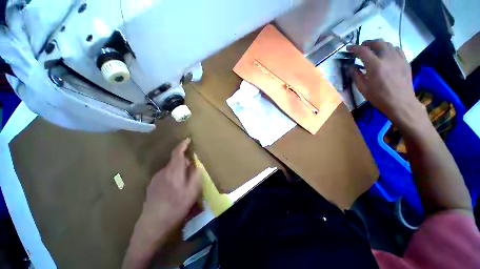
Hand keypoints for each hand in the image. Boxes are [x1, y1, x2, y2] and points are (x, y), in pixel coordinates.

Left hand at [141, 138, 200, 231]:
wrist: (153, 223)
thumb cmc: (176, 205)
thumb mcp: (192, 190)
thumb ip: (195, 174)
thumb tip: (195, 164)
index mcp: (174, 170)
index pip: (177, 152)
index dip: (183, 144)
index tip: (188, 139)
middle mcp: (163, 171)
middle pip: (175, 161)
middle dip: (184, 162)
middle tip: (192, 171)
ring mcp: (156, 179)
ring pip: (171, 169)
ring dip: (178, 171)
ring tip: (184, 183)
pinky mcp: (152, 186)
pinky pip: (165, 176)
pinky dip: (172, 177)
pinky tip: (174, 190)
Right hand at [348, 40, 423, 124]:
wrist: (401, 103)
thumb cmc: (379, 97)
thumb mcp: (363, 88)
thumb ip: (356, 75)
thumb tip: (351, 67)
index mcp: (375, 65)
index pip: (363, 51)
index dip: (354, 48)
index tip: (349, 48)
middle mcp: (387, 58)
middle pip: (377, 42)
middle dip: (367, 43)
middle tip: (361, 48)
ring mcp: (398, 58)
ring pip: (388, 44)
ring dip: (378, 45)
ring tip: (373, 50)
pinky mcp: (405, 61)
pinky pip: (396, 49)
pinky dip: (389, 48)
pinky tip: (386, 54)